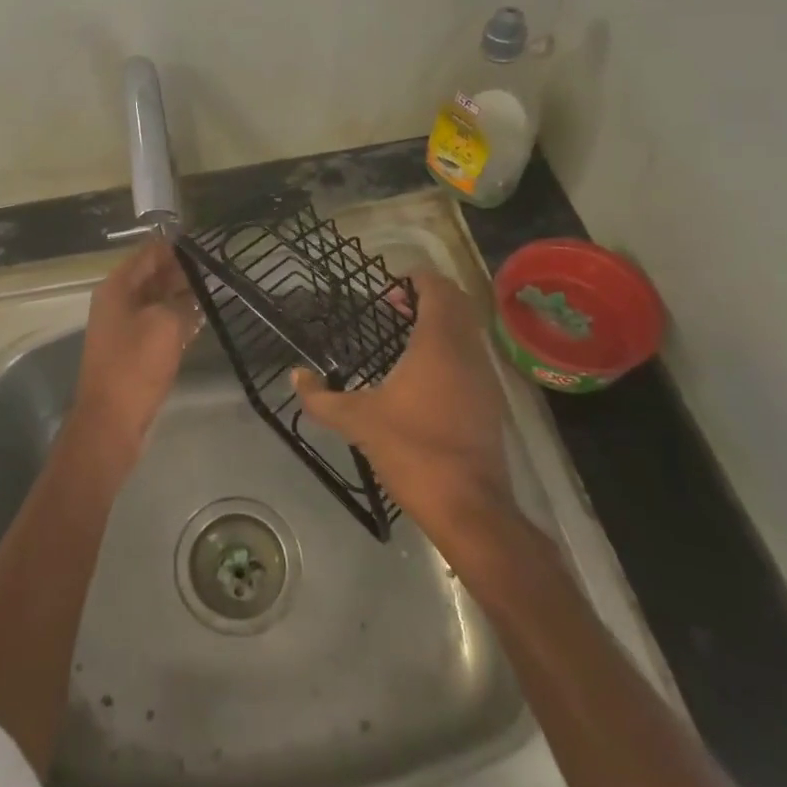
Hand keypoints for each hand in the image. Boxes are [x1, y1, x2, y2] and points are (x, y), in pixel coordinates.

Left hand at [73, 237, 202, 462]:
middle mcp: (118, 301)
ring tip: (216, 286)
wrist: (111, 420)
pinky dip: (177, 317)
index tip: (206, 242)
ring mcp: (124, 326)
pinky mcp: (134, 349)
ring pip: (157, 300)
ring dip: (182, 294)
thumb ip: (182, 301)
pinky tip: (203, 317)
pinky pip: (158, 323)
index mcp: (117, 287)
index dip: (176, 246)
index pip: (149, 253)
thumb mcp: (166, 325)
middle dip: (182, 270)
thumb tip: (194, 292)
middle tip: (218, 265)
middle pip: (153, 275)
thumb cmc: (135, 365)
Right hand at [292, 269, 516, 547]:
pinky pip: (472, 357)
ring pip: (468, 332)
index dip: (418, 279)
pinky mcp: (490, 403)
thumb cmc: (412, 450)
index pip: (439, 289)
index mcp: (438, 344)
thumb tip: (295, 377)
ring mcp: (485, 378)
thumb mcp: (358, 422)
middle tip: (394, 307)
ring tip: (405, 338)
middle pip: (458, 305)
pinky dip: (451, 350)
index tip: (391, 286)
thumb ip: (322, 398)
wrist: (469, 507)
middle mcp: (468, 352)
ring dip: (441, 324)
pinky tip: (423, 376)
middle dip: (429, 298)